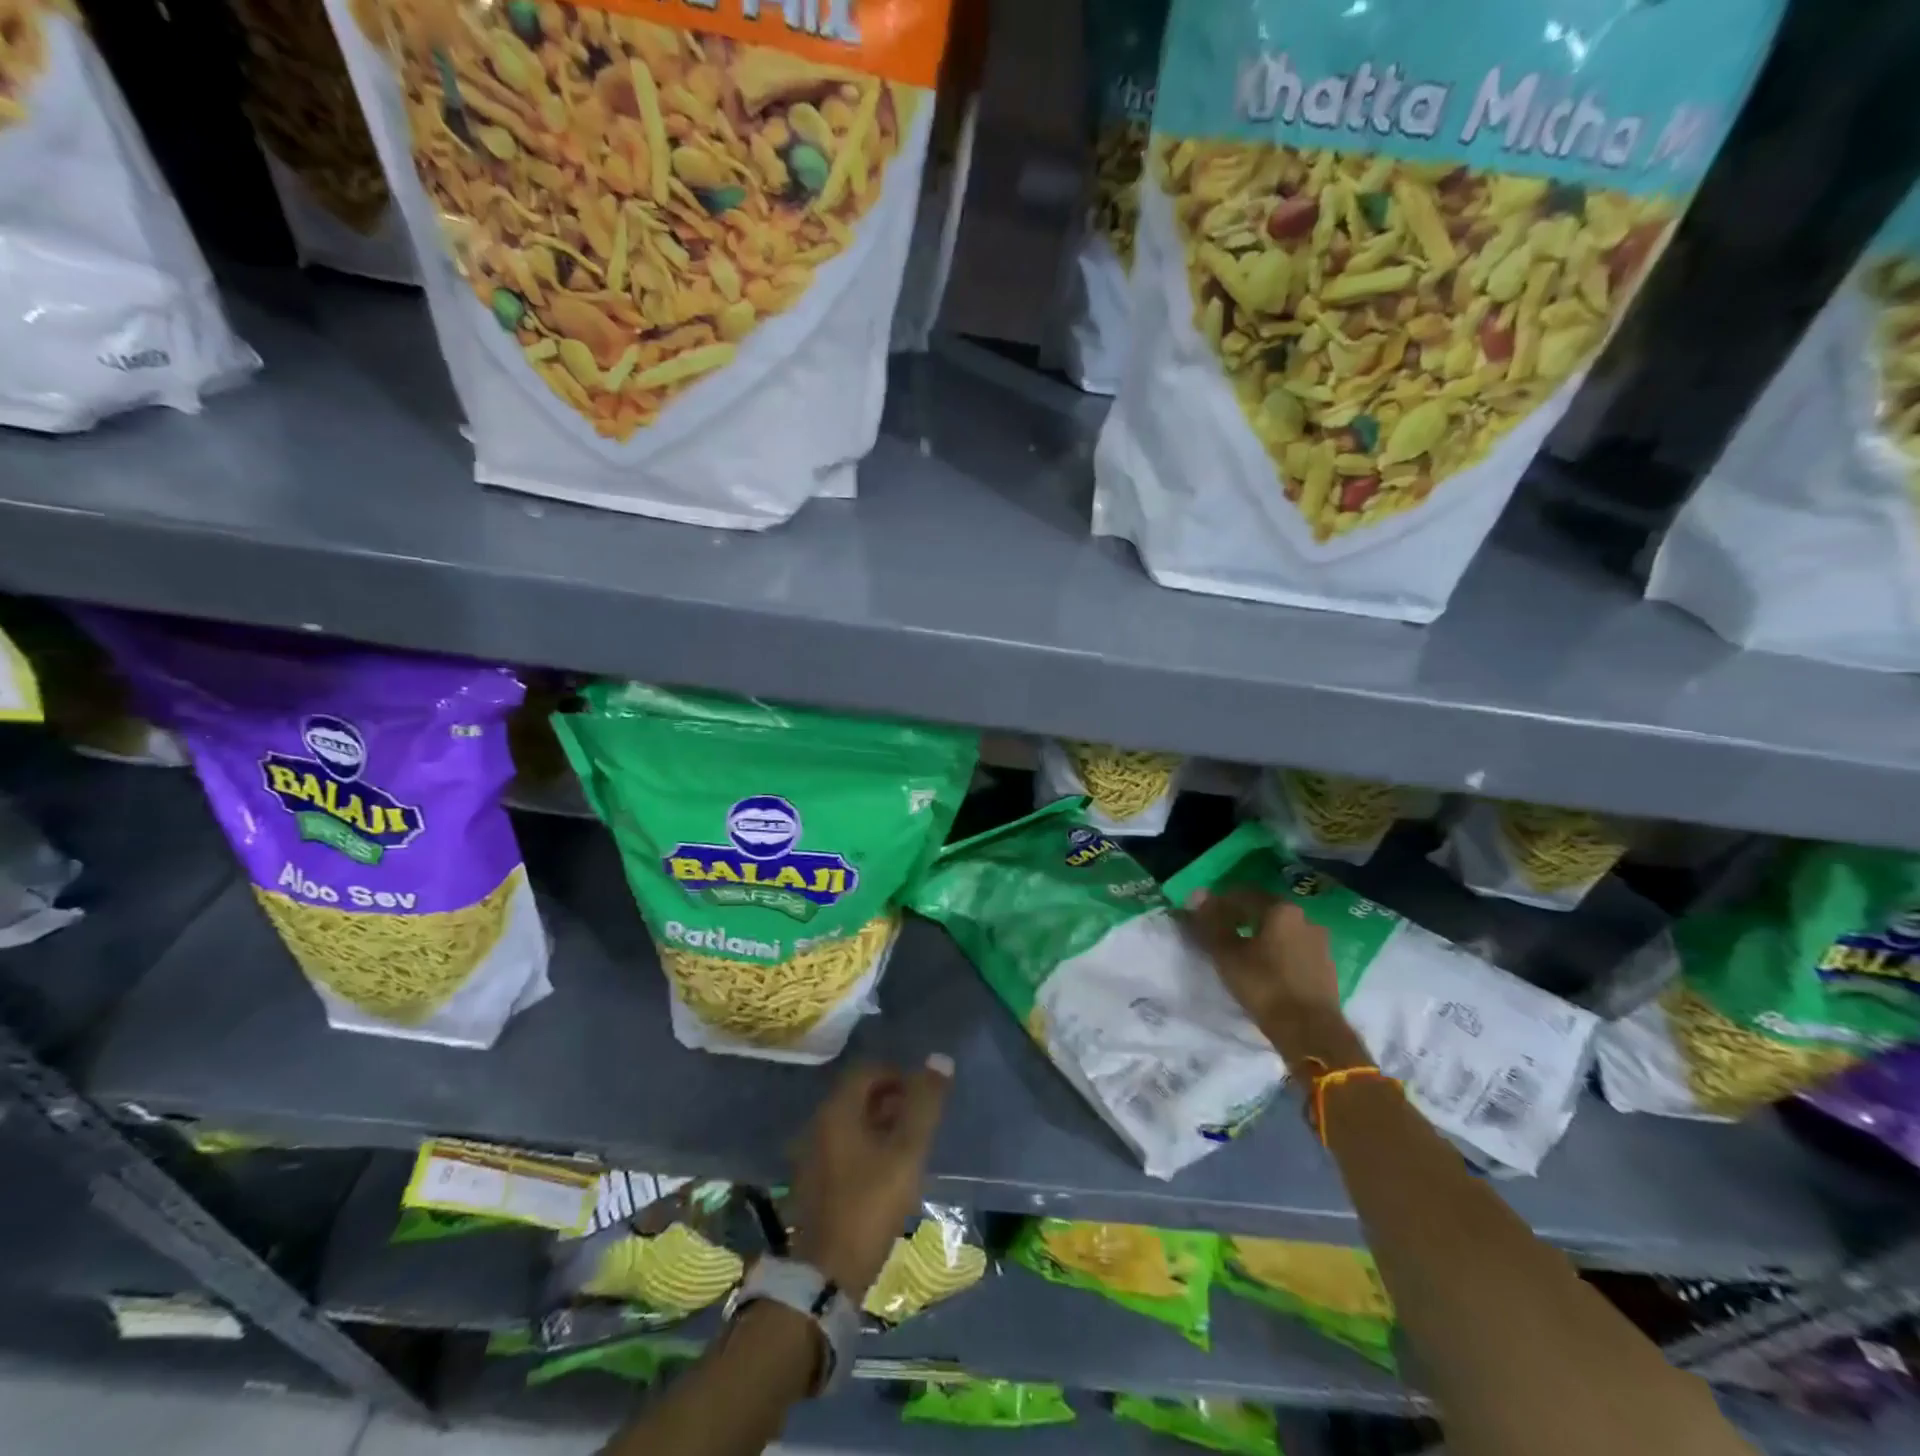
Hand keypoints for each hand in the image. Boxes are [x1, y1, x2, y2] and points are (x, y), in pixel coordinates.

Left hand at [788, 1055, 952, 1299]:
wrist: (826, 1275)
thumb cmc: (870, 1205)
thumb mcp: (907, 1152)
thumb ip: (924, 1105)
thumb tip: (940, 1060)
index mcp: (837, 1110)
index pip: (869, 1070)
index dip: (900, 1076)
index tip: (924, 1099)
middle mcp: (818, 1124)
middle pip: (858, 1095)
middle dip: (892, 1101)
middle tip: (920, 1124)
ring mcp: (811, 1154)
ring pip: (851, 1123)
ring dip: (880, 1126)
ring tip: (908, 1150)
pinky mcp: (812, 1183)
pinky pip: (842, 1148)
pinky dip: (866, 1148)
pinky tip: (885, 1175)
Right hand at [1184, 888, 1363, 1067]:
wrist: (1310, 1031)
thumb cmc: (1264, 986)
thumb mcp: (1227, 954)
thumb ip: (1211, 922)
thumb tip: (1197, 896)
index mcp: (1280, 909)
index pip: (1242, 895)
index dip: (1218, 903)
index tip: (1203, 918)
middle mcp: (1304, 918)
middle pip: (1264, 910)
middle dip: (1240, 918)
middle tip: (1220, 933)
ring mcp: (1319, 942)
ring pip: (1281, 930)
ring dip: (1260, 935)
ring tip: (1242, 952)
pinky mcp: (1326, 966)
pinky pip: (1294, 949)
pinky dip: (1277, 952)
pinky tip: (1265, 967)